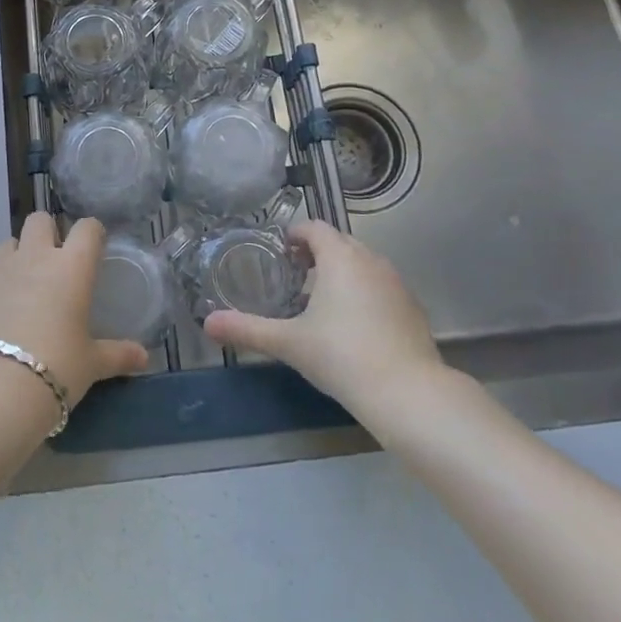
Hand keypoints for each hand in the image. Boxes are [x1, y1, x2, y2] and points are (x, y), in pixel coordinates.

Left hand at [0, 213, 149, 407]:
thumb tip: (144, 358)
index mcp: (71, 267)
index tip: (93, 248)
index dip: (92, 233)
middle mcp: (35, 256)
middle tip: (51, 263)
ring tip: (17, 287)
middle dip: (46, 233)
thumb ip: (118, 354)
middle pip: (40, 219)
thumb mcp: (92, 364)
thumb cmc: (57, 368)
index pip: (87, 228)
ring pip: (7, 243)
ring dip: (14, 258)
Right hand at [203, 220, 448, 412]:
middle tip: (294, 276)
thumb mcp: (289, 343)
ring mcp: (396, 282)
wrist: (408, 394)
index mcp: (339, 257)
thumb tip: (207, 323)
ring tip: (321, 301)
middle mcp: (370, 260)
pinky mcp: (412, 307)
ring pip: (362, 263)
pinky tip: (354, 325)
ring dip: (341, 272)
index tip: (279, 253)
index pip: (314, 227)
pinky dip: (364, 292)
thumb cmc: (342, 356)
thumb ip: (247, 329)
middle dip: (316, 252)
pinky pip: (381, 286)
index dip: (294, 235)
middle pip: (339, 242)